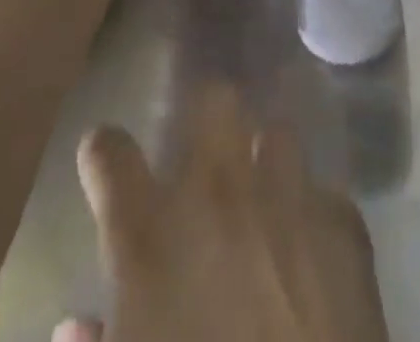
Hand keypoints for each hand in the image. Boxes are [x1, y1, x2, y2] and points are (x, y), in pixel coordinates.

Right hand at [56, 87, 388, 341]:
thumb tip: (77, 326)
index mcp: (150, 234)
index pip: (110, 154)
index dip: (103, 154)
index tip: (104, 159)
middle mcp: (219, 192)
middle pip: (215, 100)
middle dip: (207, 116)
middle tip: (201, 153)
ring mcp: (287, 197)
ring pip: (277, 135)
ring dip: (266, 162)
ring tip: (263, 198)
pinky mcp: (342, 224)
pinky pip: (323, 197)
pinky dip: (311, 219)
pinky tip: (312, 252)